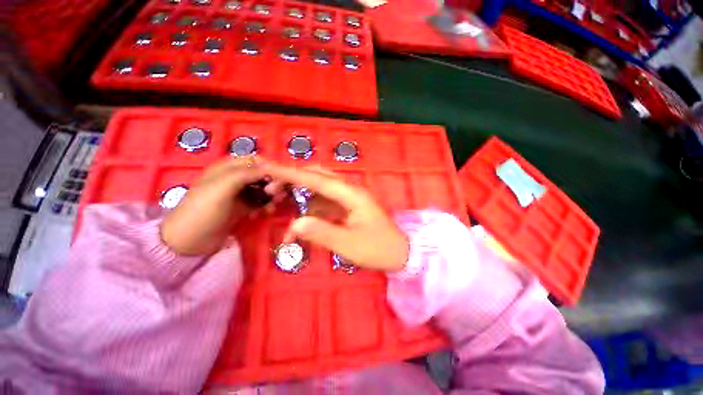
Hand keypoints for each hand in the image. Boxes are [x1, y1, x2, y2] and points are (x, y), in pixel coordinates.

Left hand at [161, 157, 269, 255]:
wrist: (189, 241)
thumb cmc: (203, 210)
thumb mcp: (222, 187)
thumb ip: (247, 174)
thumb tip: (271, 168)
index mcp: (226, 169)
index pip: (254, 161)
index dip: (269, 167)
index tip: (282, 178)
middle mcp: (234, 179)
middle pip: (260, 175)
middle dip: (272, 183)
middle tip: (279, 195)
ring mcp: (238, 195)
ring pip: (262, 189)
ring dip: (270, 196)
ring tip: (273, 206)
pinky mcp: (241, 208)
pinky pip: (259, 203)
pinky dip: (265, 206)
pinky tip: (266, 213)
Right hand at [263, 162, 409, 271]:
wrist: (400, 252)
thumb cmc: (378, 249)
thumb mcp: (350, 245)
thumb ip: (322, 233)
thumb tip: (295, 224)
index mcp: (351, 194)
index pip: (317, 179)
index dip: (291, 173)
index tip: (268, 168)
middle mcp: (349, 191)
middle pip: (318, 177)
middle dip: (293, 180)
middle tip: (271, 189)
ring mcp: (349, 199)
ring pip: (319, 189)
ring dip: (300, 195)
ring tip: (278, 203)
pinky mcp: (347, 208)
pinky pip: (325, 203)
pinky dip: (310, 210)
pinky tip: (300, 223)